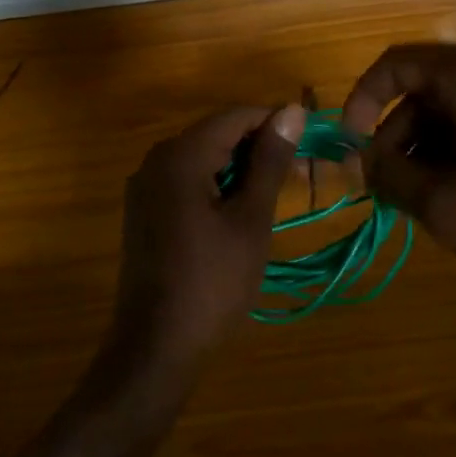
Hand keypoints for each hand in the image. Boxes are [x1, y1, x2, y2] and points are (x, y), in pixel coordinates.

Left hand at [112, 104, 305, 365]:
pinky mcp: (144, 213)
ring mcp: (145, 188)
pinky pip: (186, 184)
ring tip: (279, 195)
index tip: (311, 145)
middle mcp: (156, 161)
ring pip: (202, 161)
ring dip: (241, 171)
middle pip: (216, 135)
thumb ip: (269, 162)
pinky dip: (217, 188)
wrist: (156, 345)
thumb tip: (291, 111)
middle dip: (260, 149)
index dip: (276, 124)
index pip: (235, 117)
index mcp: (180, 155)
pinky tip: (242, 212)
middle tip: (302, 176)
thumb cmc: (213, 281)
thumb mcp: (251, 219)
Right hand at [343, 40, 455, 342]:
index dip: (361, 102)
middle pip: (436, 84)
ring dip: (437, 143)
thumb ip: (390, 173)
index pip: (397, 63)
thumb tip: (365, 159)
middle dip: (401, 132)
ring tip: (433, 200)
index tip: (350, 147)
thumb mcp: (444, 207)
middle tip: (390, 186)